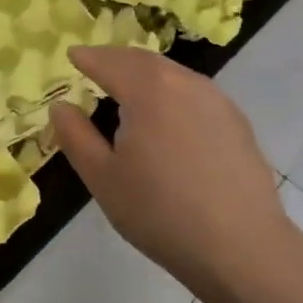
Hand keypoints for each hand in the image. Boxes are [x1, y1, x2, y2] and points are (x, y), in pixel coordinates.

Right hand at [50, 47, 302, 302]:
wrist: (242, 248)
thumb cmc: (160, 212)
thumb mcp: (103, 178)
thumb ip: (75, 136)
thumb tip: (61, 106)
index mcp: (149, 90)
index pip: (109, 62)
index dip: (87, 57)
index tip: (71, 55)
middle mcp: (185, 83)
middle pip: (143, 60)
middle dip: (115, 59)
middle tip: (95, 65)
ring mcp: (217, 100)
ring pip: (172, 74)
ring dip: (144, 74)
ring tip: (126, 89)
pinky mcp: (236, 122)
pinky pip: (193, 92)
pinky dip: (170, 91)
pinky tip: (165, 116)